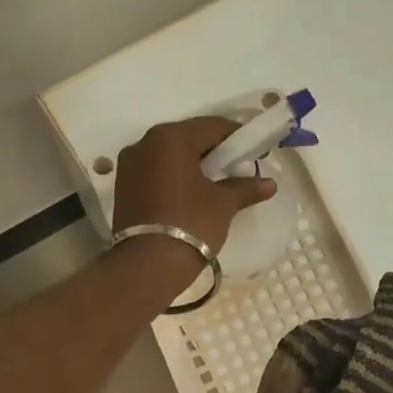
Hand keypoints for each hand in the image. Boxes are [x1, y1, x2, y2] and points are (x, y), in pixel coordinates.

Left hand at [112, 117, 275, 256]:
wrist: (148, 265)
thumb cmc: (191, 224)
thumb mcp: (223, 204)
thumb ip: (245, 187)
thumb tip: (269, 184)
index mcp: (171, 137)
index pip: (212, 126)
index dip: (238, 137)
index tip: (255, 151)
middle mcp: (145, 142)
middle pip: (188, 138)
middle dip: (214, 151)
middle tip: (236, 167)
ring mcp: (129, 165)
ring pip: (170, 155)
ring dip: (192, 164)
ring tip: (214, 183)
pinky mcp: (123, 186)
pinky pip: (156, 172)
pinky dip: (175, 177)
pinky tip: (191, 194)